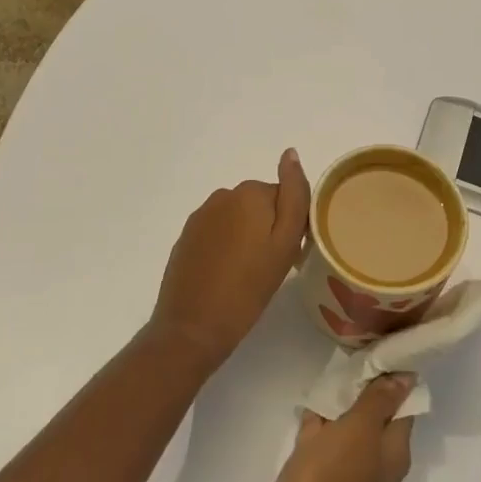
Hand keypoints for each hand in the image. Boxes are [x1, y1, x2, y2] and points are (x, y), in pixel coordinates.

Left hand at [151, 149, 309, 369]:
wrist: (191, 328)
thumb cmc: (248, 288)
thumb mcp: (284, 243)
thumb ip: (294, 195)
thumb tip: (290, 153)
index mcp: (250, 193)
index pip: (285, 198)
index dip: (291, 226)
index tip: (289, 255)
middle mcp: (223, 196)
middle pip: (260, 206)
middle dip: (268, 230)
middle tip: (270, 268)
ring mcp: (200, 216)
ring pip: (238, 219)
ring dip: (247, 238)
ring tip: (248, 276)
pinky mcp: (186, 237)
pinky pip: (218, 233)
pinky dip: (226, 248)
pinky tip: (226, 277)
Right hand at [253, 375, 416, 481]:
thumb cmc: (332, 477)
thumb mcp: (360, 428)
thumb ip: (380, 400)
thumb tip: (408, 377)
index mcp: (394, 454)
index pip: (403, 408)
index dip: (393, 382)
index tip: (379, 355)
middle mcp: (376, 467)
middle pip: (374, 420)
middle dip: (362, 393)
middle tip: (350, 361)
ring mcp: (346, 479)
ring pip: (346, 433)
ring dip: (338, 409)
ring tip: (328, 378)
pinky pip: (323, 448)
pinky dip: (317, 428)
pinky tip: (307, 408)